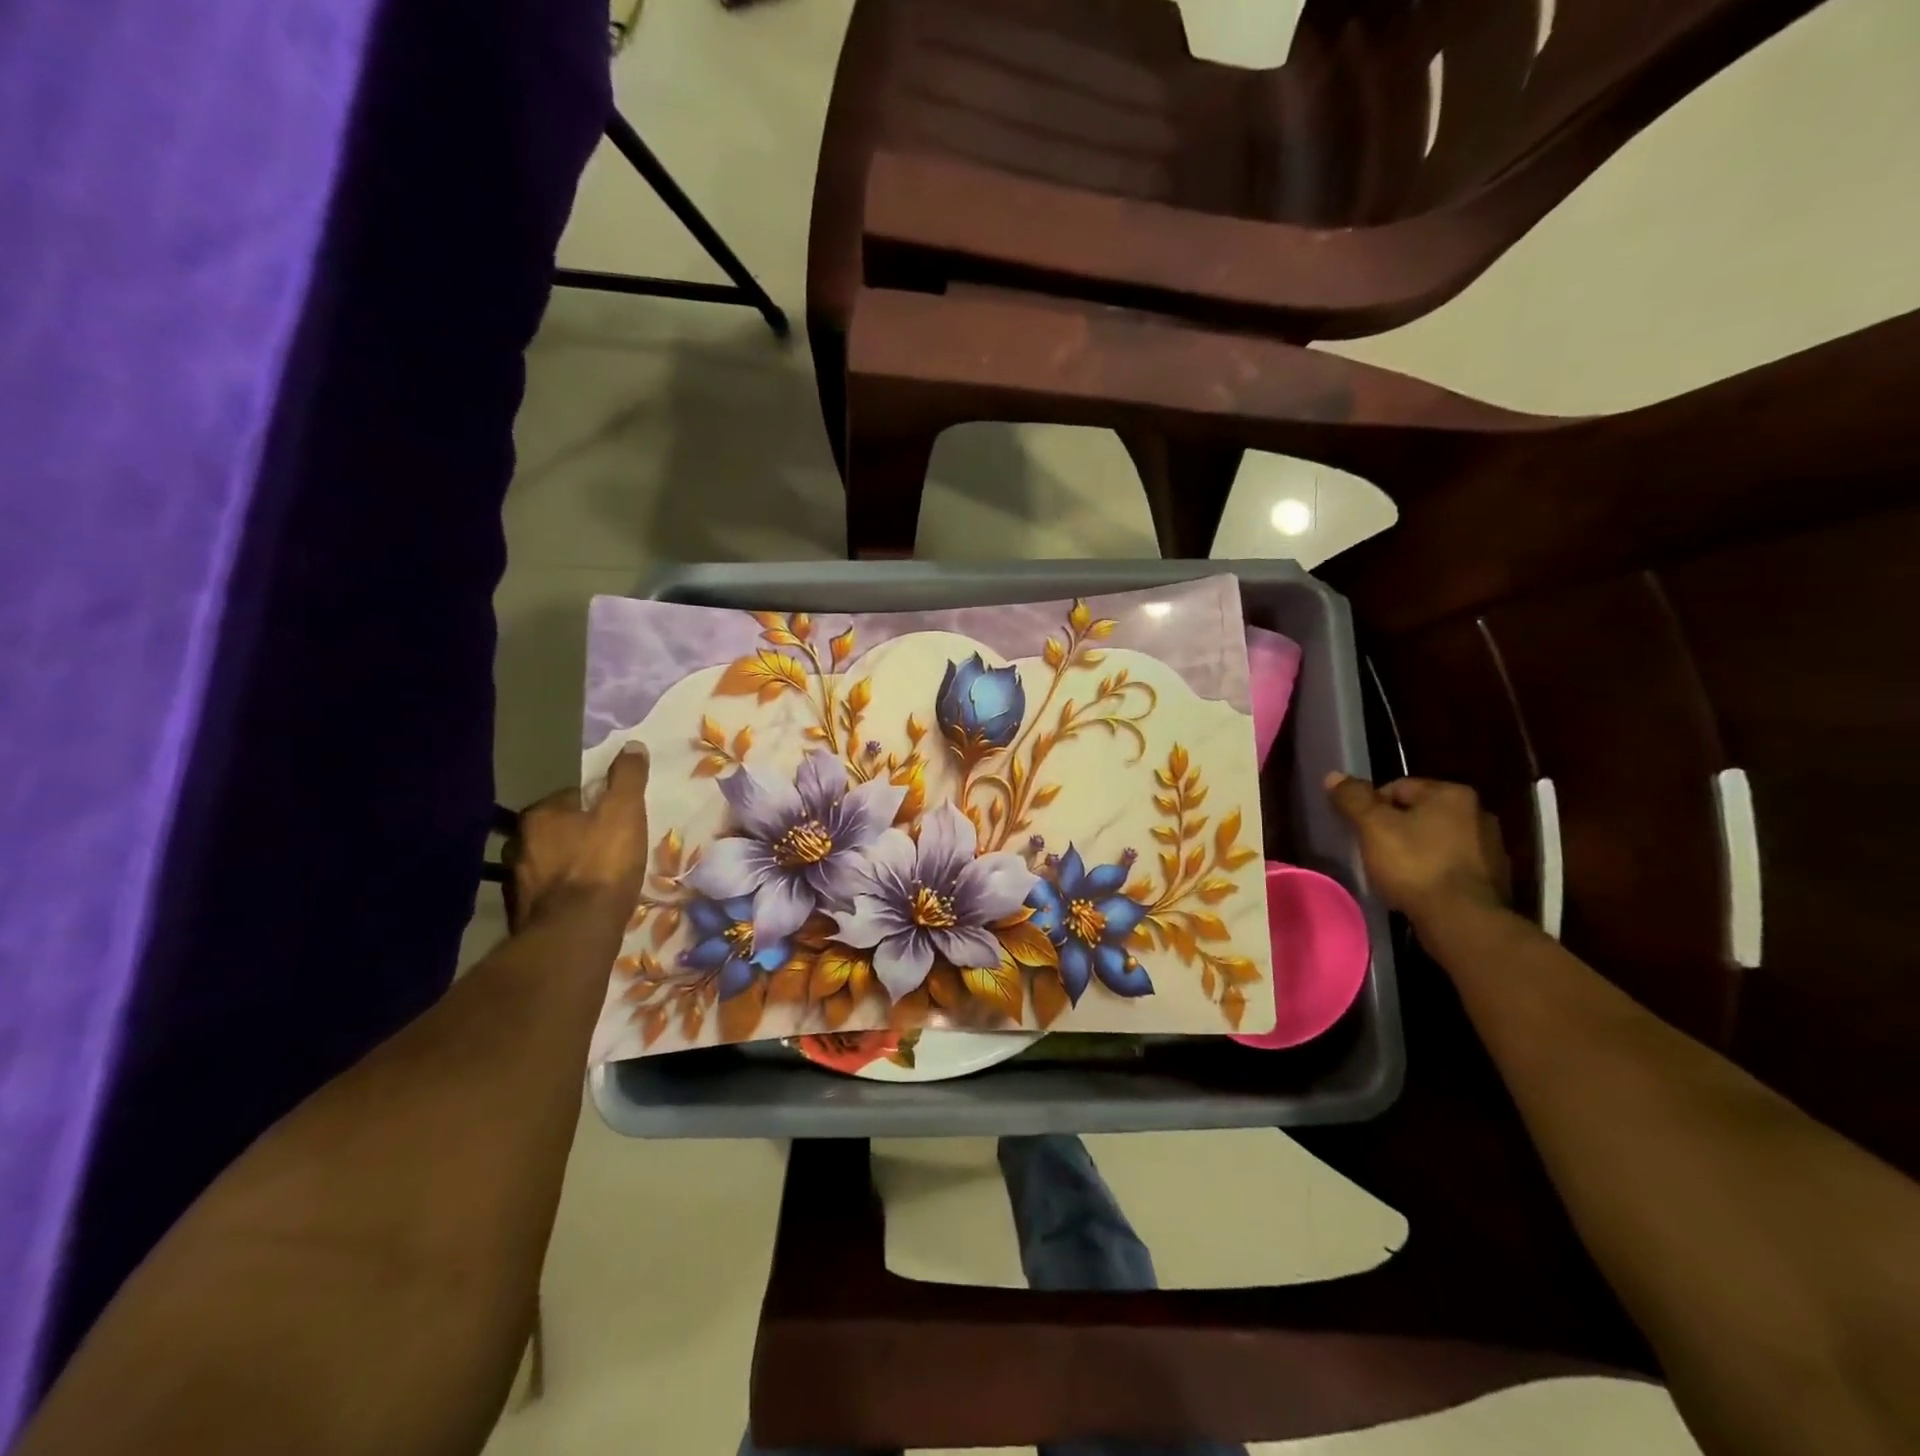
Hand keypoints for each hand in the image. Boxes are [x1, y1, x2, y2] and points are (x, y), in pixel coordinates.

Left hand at [503, 745, 649, 927]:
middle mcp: (518, 844)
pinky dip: (563, 892)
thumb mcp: (625, 813)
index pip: (570, 797)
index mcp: (539, 815)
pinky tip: (584, 901)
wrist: (576, 932)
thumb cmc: (603, 864)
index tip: (617, 818)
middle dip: (578, 834)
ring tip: (598, 876)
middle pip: (556, 830)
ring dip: (568, 864)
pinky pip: (547, 892)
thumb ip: (628, 778)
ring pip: (549, 861)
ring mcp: (515, 881)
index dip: (597, 805)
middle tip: (610, 846)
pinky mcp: (521, 913)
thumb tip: (631, 745)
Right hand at [1325, 773, 1509, 924]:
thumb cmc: (1415, 865)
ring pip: (1437, 841)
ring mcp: (1491, 848)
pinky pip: (1452, 867)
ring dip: (1417, 851)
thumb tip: (1333, 776)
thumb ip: (1353, 799)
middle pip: (1420, 813)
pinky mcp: (1494, 880)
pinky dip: (1435, 873)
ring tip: (1394, 873)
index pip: (1398, 787)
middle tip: (1373, 850)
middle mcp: (1478, 813)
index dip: (1371, 807)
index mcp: (1452, 794)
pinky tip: (1419, 889)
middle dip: (1396, 829)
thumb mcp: (1374, 827)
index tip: (1359, 831)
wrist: (1463, 921)